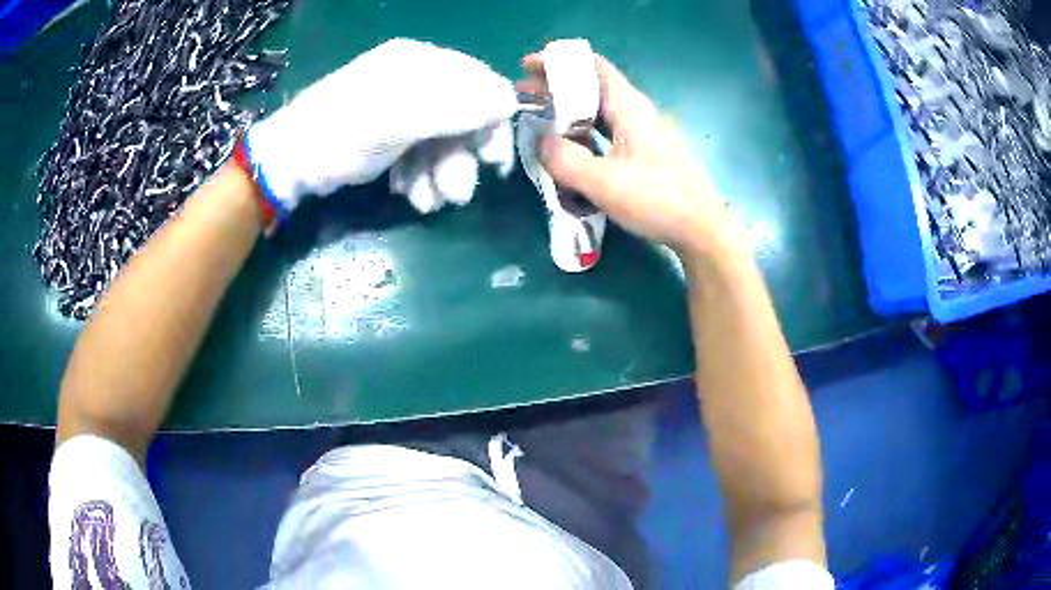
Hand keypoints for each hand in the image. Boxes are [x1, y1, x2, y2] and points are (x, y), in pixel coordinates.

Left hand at [245, 39, 516, 220]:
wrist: (288, 163)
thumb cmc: (341, 135)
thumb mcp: (398, 119)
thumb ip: (455, 108)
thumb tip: (509, 102)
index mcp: (419, 62)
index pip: (479, 82)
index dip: (492, 120)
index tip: (492, 161)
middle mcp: (415, 79)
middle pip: (462, 115)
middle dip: (460, 157)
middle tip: (456, 194)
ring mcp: (401, 106)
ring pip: (441, 139)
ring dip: (439, 173)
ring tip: (425, 202)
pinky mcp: (388, 132)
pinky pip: (420, 150)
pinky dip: (419, 174)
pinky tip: (406, 192)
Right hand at [519, 53, 739, 258]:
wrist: (701, 229)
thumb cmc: (656, 200)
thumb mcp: (603, 182)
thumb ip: (564, 159)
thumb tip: (540, 141)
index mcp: (628, 107)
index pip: (593, 67)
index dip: (559, 61)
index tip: (528, 66)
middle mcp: (637, 112)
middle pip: (592, 86)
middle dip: (556, 85)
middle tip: (523, 94)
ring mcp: (643, 133)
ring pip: (599, 109)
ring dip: (568, 109)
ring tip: (538, 117)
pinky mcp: (646, 152)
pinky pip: (608, 130)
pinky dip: (583, 129)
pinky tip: (570, 145)